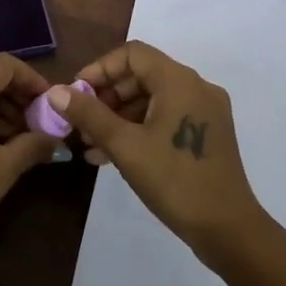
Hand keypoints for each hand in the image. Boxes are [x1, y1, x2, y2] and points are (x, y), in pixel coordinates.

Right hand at [47, 41, 267, 263]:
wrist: (229, 231)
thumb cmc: (175, 181)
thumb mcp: (125, 146)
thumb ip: (89, 114)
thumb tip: (55, 92)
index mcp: (179, 81)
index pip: (131, 54)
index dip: (100, 69)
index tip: (77, 94)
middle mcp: (196, 87)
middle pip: (141, 75)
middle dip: (106, 97)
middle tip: (81, 123)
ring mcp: (205, 111)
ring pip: (152, 99)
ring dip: (119, 116)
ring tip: (91, 145)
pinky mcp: (208, 134)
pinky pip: (166, 117)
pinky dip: (139, 128)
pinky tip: (113, 155)